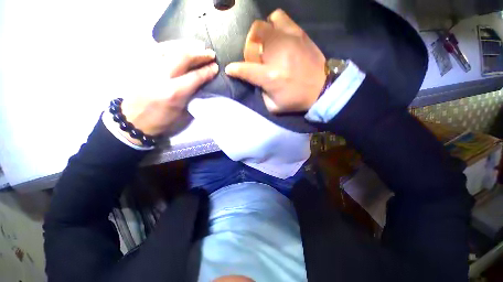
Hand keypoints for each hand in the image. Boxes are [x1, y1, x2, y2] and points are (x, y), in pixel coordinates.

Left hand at [119, 40, 217, 143]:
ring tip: (198, 45)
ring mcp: (149, 68)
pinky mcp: (141, 65)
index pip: (195, 77)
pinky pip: (156, 48)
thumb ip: (192, 95)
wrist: (133, 120)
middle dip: (199, 54)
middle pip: (182, 57)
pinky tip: (179, 45)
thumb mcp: (182, 113)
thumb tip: (202, 82)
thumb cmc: (161, 120)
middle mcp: (161, 76)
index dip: (207, 71)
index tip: (216, 67)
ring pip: (169, 48)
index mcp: (174, 93)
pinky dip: (170, 45)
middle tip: (210, 53)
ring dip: (186, 45)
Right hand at [225, 9, 325, 112]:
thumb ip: (262, 93)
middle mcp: (277, 54)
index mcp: (270, 77)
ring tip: (266, 45)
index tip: (230, 69)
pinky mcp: (299, 34)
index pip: (245, 69)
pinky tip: (278, 37)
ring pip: (265, 24)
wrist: (323, 89)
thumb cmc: (297, 100)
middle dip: (249, 47)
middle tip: (255, 57)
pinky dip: (275, 25)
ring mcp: (288, 40)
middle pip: (254, 38)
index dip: (234, 69)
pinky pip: (281, 19)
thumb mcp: (274, 106)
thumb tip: (257, 81)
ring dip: (261, 34)